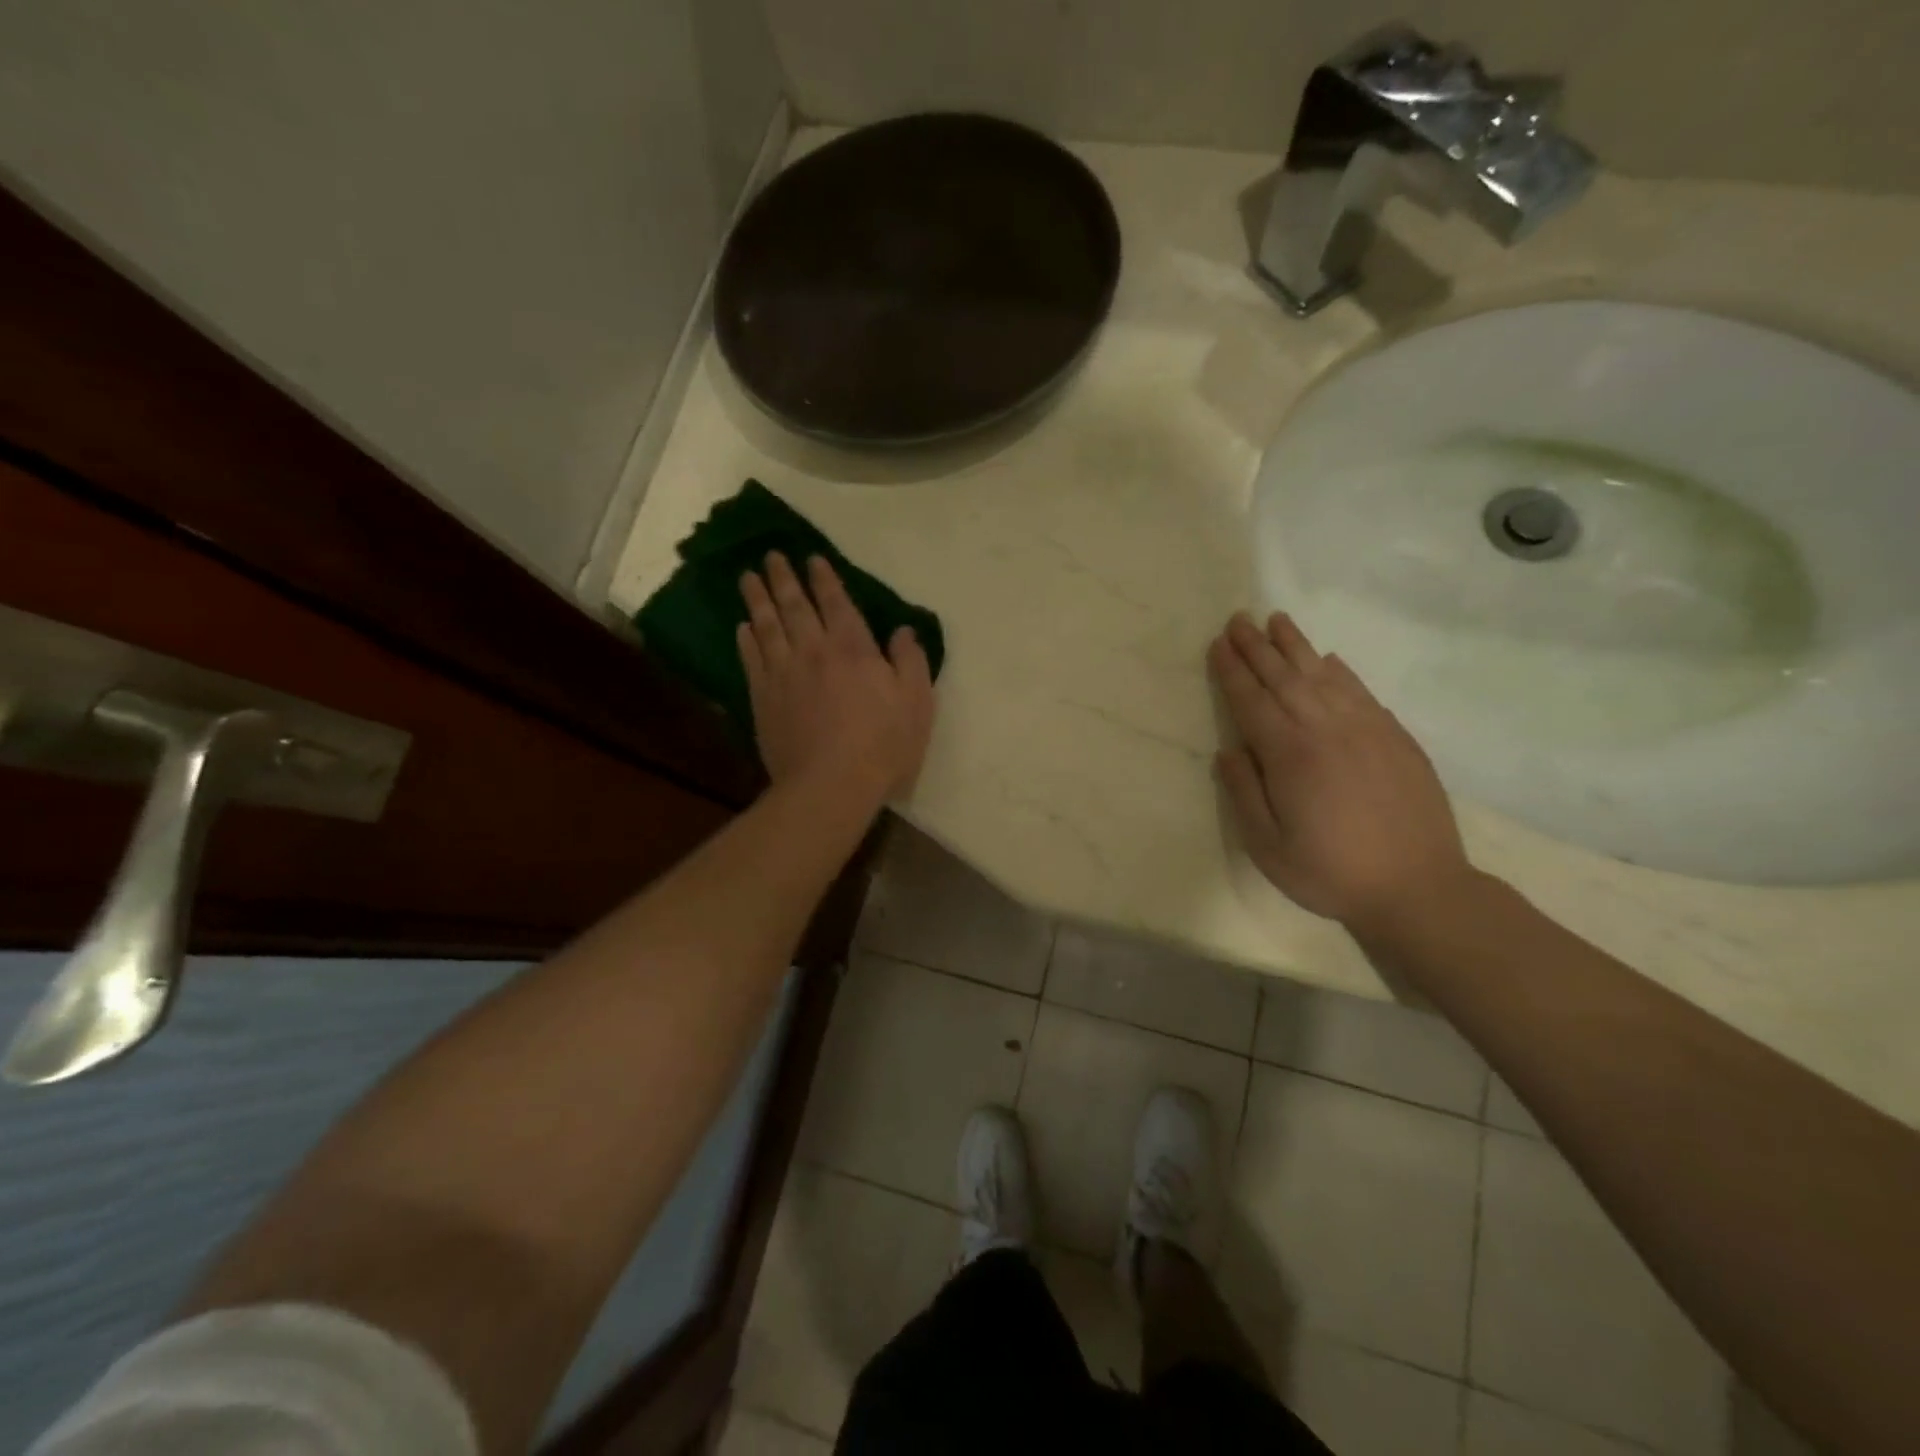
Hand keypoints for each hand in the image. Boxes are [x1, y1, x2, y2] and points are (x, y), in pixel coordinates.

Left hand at [738, 552, 934, 804]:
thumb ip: (910, 661)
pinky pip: (752, 659)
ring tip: (747, 578)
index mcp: (853, 648)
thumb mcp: (917, 702)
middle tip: (771, 557)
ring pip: (766, 626)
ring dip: (757, 599)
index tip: (812, 559)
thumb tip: (902, 631)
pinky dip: (746, 640)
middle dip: (783, 578)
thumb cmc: (883, 745)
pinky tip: (742, 628)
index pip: (836, 602)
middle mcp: (813, 651)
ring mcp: (783, 674)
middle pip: (794, 606)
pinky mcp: (763, 699)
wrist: (830, 785)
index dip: (824, 578)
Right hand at [1208, 611, 1471, 932]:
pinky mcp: (1396, 738)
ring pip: (1323, 675)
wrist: (1419, 888)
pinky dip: (1340, 670)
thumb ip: (1244, 794)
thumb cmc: (1331, 872)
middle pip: (1284, 677)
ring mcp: (1366, 729)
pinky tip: (1328, 659)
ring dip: (1296, 646)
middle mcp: (1326, 730)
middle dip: (1257, 647)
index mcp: (1290, 756)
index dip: (1232, 671)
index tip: (1217, 644)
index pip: (1252, 701)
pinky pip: (1361, 691)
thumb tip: (1227, 750)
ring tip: (1276, 620)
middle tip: (1238, 619)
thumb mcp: (1268, 846)